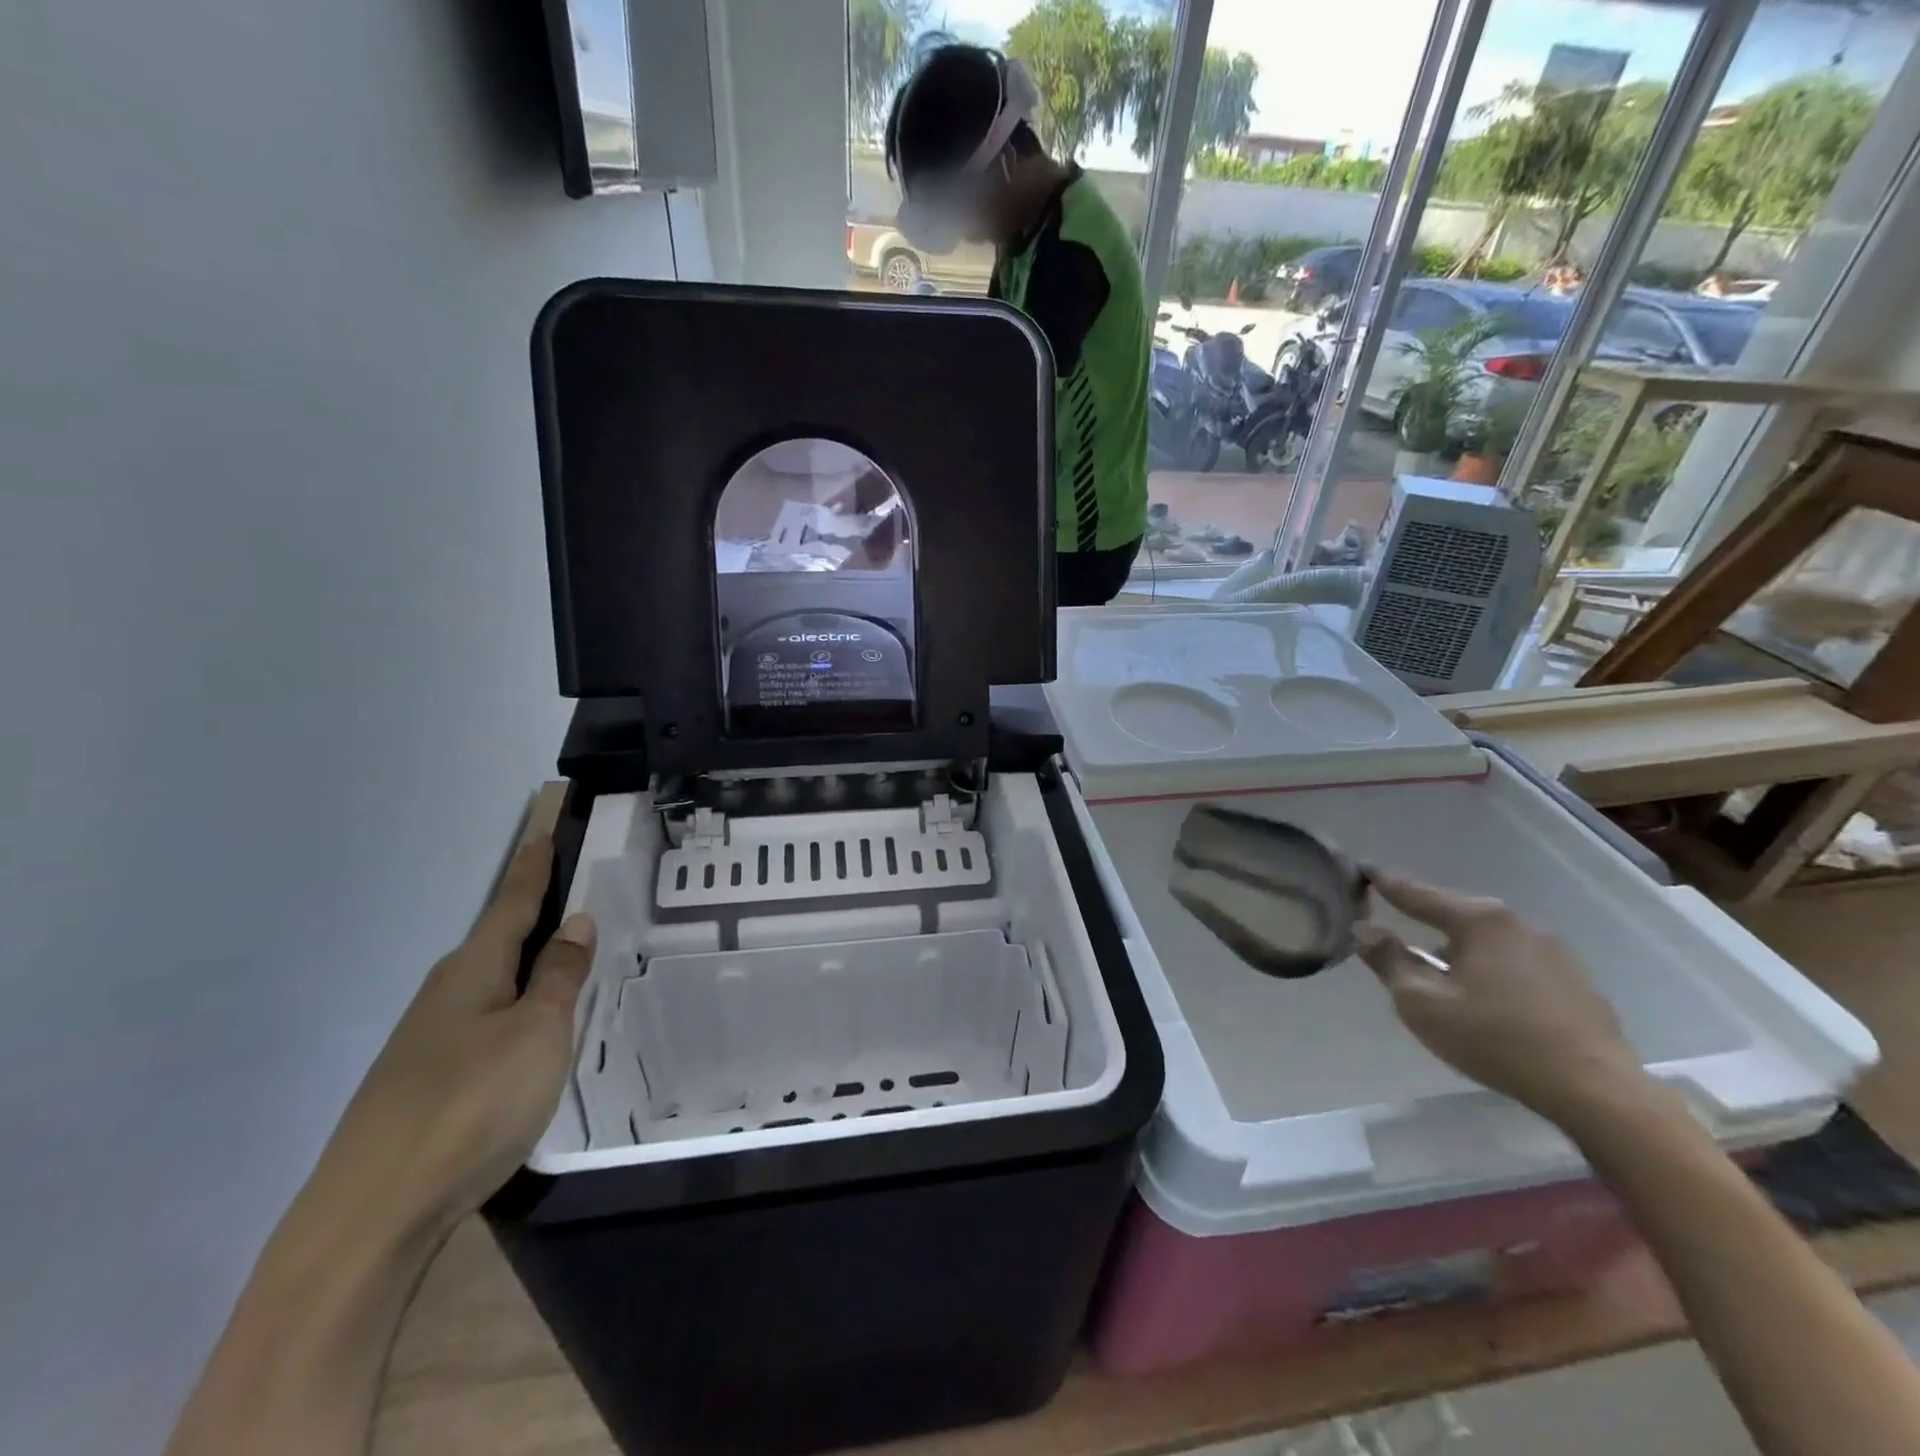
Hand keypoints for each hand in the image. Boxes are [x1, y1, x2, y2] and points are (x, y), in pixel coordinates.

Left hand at [309, 831, 594, 1244]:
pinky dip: (517, 1011)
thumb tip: (575, 922)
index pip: (513, 903)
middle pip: (499, 942)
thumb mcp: (537, 1033)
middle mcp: (447, 995)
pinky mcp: (427, 1084)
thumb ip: (559, 976)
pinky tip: (535, 1033)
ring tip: (571, 963)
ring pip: (493, 986)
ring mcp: (431, 1042)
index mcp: (474, 971)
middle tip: (578, 898)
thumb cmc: (471, 1104)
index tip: (544, 829)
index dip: (533, 867)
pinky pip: (486, 1025)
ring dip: (529, 969)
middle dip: (534, 918)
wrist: (373, 1216)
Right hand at [1354, 870, 1648, 1127]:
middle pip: (1456, 916)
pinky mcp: (1575, 982)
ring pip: (1488, 942)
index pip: (1417, 894)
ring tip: (1445, 978)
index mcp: (1478, 921)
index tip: (1363, 869)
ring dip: (1462, 952)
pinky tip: (1490, 1002)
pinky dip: (1494, 972)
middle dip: (1427, 923)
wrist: (1595, 1091)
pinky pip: (1517, 964)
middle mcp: (1517, 924)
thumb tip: (1364, 929)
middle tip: (1399, 934)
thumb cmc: (1494, 1038)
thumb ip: (1388, 960)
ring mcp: (1553, 952)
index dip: (1385, 884)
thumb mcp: (1421, 1002)